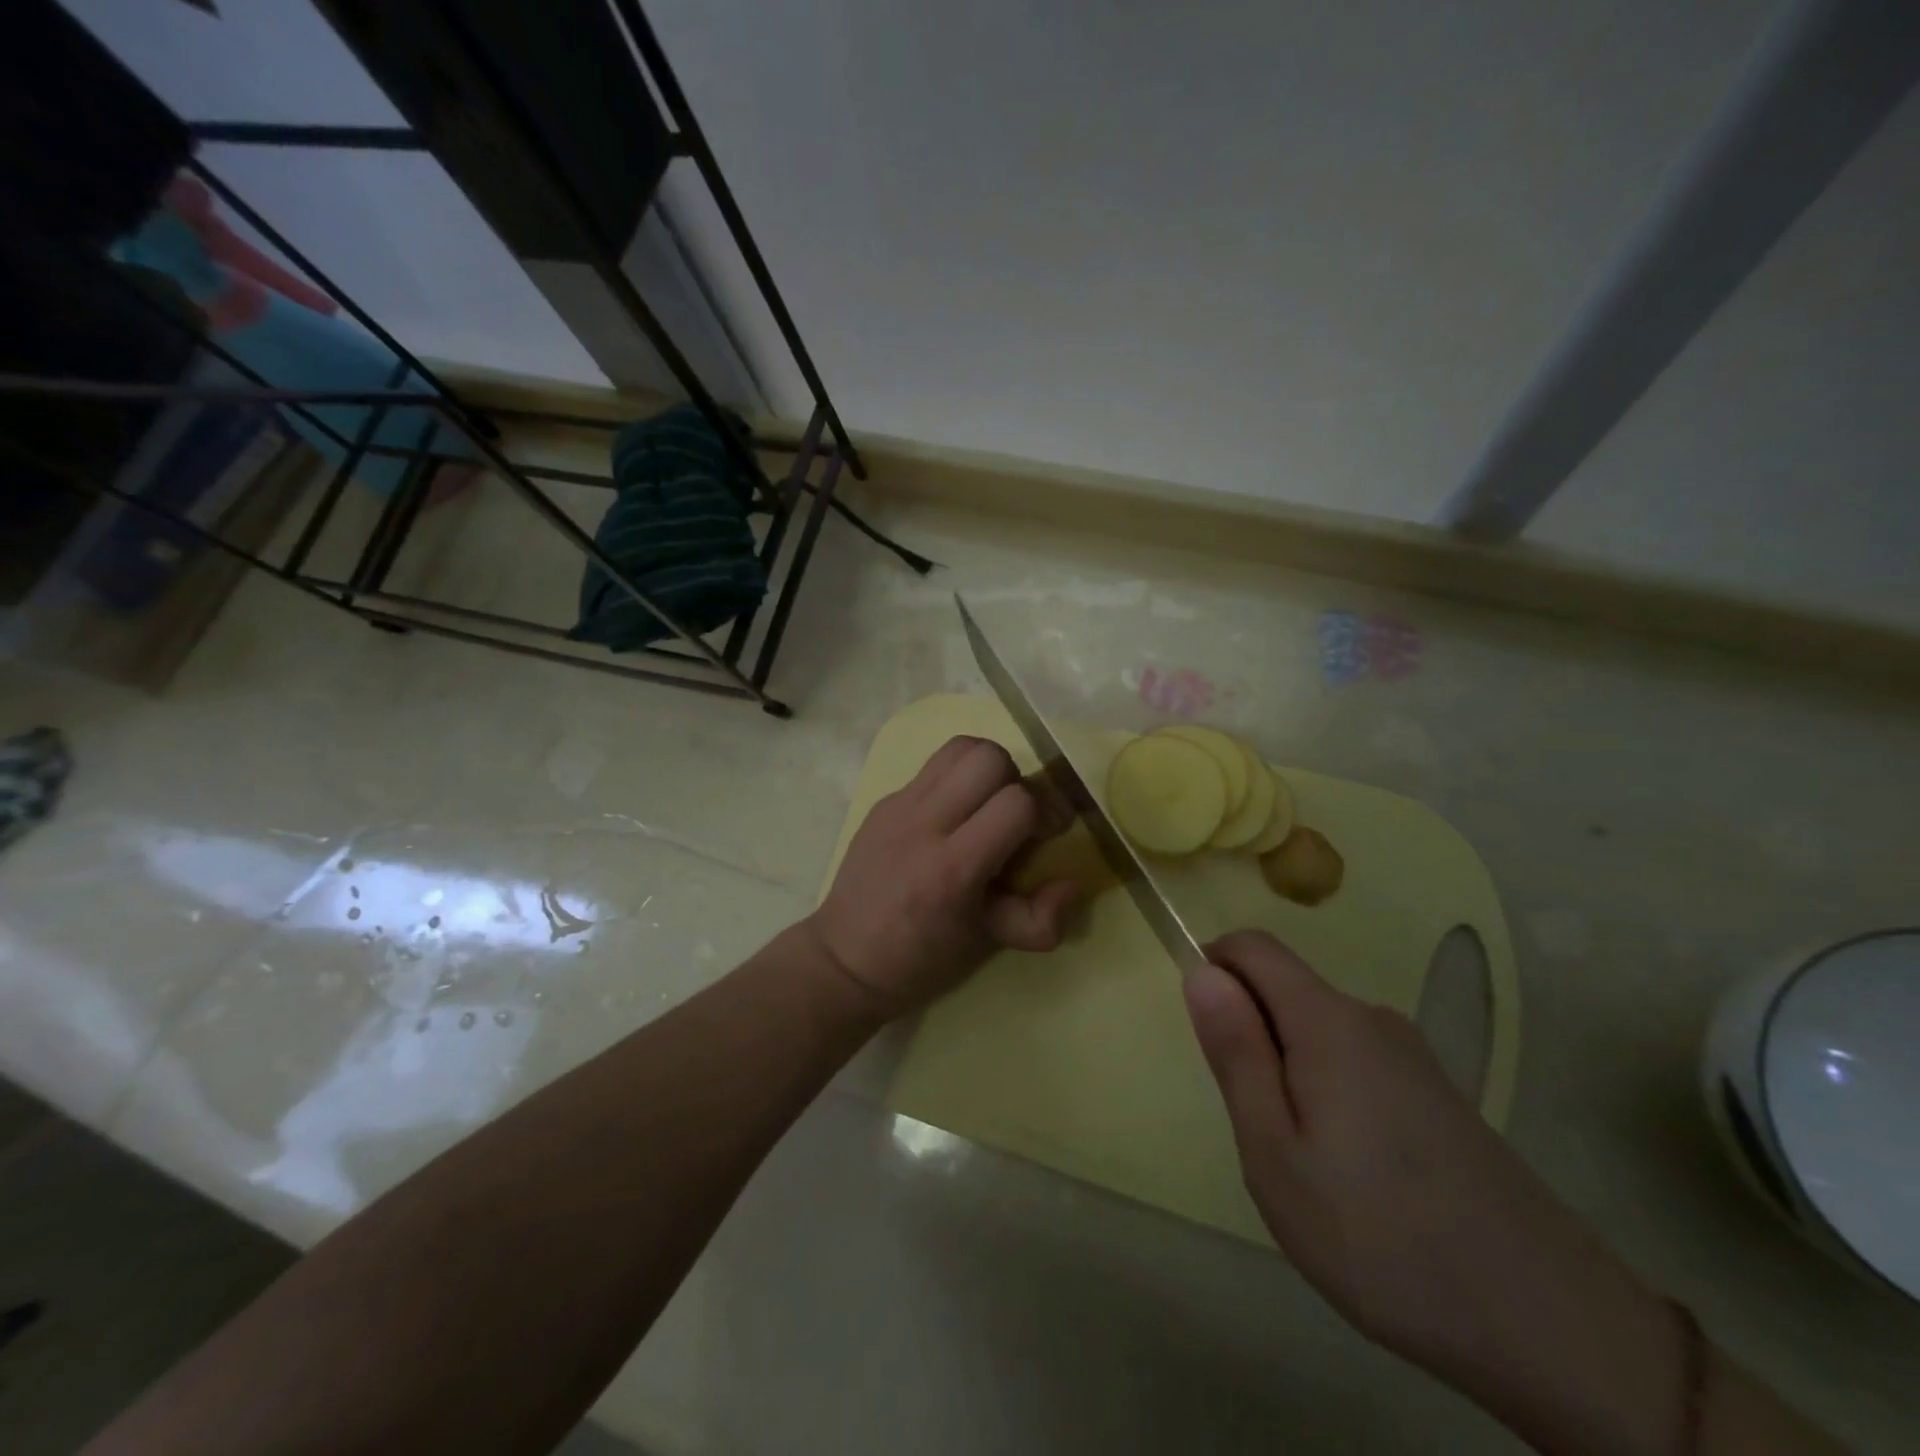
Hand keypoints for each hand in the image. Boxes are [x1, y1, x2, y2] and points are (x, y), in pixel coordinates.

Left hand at [805, 736, 1079, 1018]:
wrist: (843, 959)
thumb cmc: (920, 960)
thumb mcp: (986, 945)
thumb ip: (1040, 919)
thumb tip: (1075, 883)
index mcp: (952, 868)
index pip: (1015, 803)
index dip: (1044, 812)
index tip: (1047, 834)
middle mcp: (923, 824)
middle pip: (988, 757)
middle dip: (1015, 781)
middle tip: (1013, 816)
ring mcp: (898, 806)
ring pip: (959, 748)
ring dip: (985, 768)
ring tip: (986, 805)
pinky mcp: (883, 800)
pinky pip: (932, 767)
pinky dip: (955, 778)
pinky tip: (953, 815)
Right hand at [1185, 931, 1682, 1455]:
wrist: (1552, 1325)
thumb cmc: (1380, 1235)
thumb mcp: (1275, 1152)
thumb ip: (1235, 1052)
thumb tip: (1201, 971)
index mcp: (1328, 1020)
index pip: (1252, 946)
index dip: (1214, 971)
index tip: (1213, 1046)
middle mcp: (1372, 1018)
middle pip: (1284, 990)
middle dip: (1253, 1039)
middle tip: (1263, 1131)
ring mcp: (1411, 1055)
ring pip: (1317, 1033)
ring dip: (1290, 1074)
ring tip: (1310, 1166)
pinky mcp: (1437, 1093)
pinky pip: (1354, 1064)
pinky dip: (1330, 1095)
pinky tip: (1358, 1177)